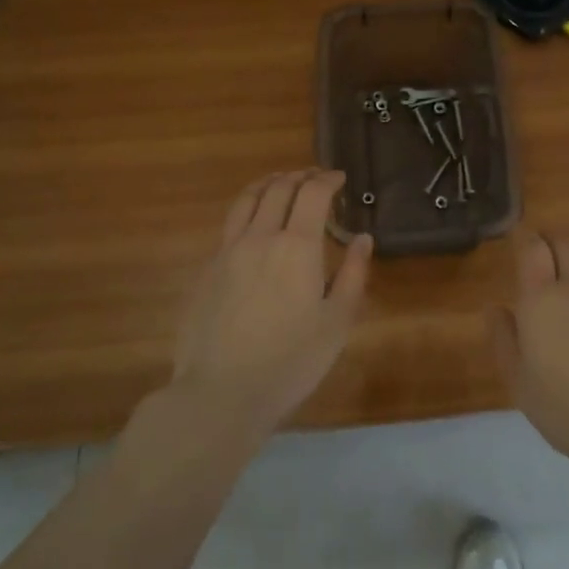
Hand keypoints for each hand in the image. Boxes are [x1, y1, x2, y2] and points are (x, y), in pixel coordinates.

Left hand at [170, 170, 372, 438]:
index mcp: (296, 246)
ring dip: (268, 184)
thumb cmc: (291, 361)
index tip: (339, 179)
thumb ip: (353, 274)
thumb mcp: (337, 322)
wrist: (221, 392)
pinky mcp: (206, 270)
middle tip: (314, 178)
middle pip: (278, 188)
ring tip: (280, 183)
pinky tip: (253, 225)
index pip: (312, 193)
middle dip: (299, 176)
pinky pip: (229, 225)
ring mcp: (227, 251)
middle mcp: (260, 237)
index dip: (327, 179)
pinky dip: (247, 210)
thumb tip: (362, 238)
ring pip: (246, 200)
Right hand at [489, 232, 568, 474]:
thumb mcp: (518, 379)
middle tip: (538, 260)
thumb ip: (504, 338)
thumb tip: (495, 308)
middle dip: (550, 246)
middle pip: (564, 247)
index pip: (533, 248)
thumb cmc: (563, 405)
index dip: (524, 239)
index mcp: (541, 298)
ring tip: (564, 291)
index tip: (517, 239)